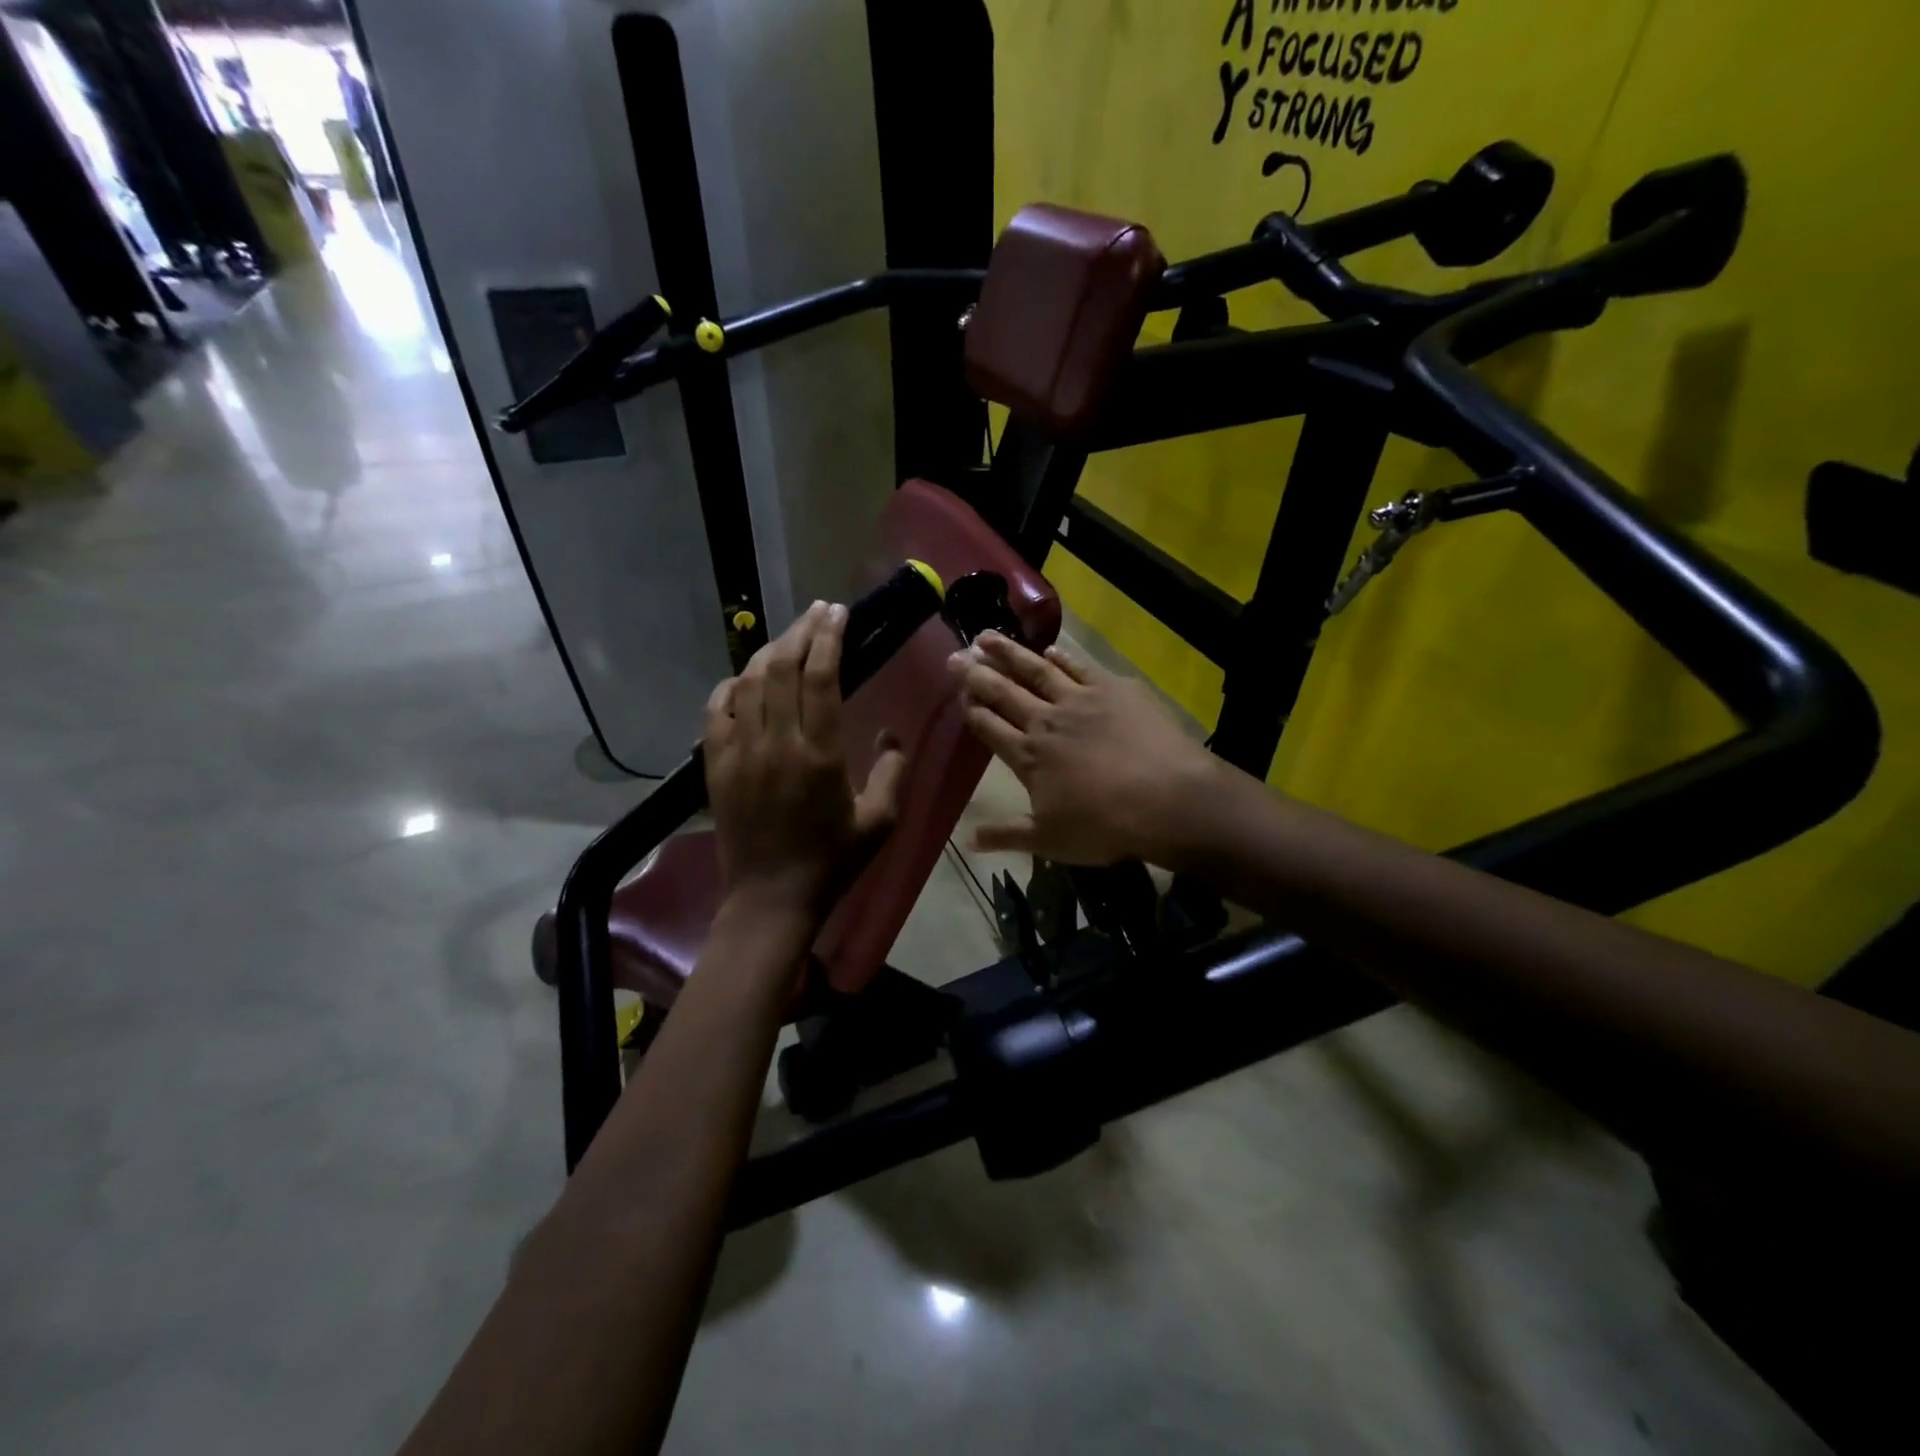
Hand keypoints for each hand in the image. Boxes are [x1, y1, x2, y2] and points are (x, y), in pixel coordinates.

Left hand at [705, 602, 905, 916]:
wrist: (771, 898)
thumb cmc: (832, 861)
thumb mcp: (880, 822)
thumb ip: (893, 772)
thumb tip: (890, 734)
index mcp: (819, 755)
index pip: (821, 678)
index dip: (829, 639)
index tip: (838, 613)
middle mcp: (775, 743)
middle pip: (783, 668)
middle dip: (802, 631)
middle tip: (819, 612)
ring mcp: (738, 752)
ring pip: (749, 682)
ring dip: (771, 651)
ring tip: (790, 637)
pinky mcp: (715, 765)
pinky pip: (716, 709)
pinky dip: (732, 685)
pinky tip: (747, 679)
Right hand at [948, 633, 1221, 867]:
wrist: (1166, 799)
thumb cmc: (1104, 826)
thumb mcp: (1049, 840)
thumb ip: (1006, 835)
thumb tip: (967, 841)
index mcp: (1028, 757)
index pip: (989, 727)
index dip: (971, 710)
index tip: (957, 693)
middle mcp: (1046, 722)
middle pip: (1004, 692)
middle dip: (976, 674)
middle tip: (955, 655)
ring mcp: (1079, 700)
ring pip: (1036, 670)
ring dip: (1010, 652)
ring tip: (987, 636)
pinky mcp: (1113, 688)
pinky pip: (1079, 666)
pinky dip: (1062, 656)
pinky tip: (1049, 648)